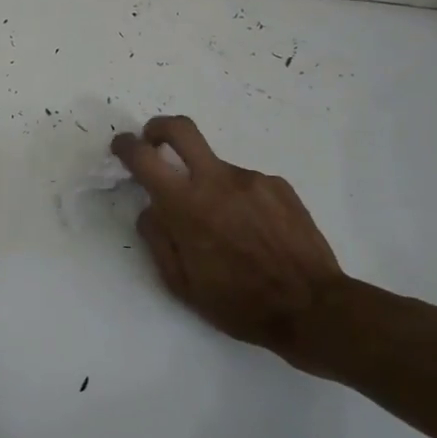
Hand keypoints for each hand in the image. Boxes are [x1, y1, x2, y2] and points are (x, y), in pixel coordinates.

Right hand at [112, 116, 347, 365]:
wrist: (314, 309)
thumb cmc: (239, 304)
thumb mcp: (181, 284)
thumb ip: (157, 239)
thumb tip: (151, 209)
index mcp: (186, 206)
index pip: (144, 157)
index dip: (126, 145)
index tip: (122, 146)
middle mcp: (218, 180)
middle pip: (181, 128)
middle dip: (159, 128)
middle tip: (154, 144)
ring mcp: (253, 179)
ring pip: (216, 168)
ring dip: (208, 186)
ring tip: (226, 229)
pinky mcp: (279, 186)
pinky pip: (246, 184)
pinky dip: (239, 200)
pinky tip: (253, 232)